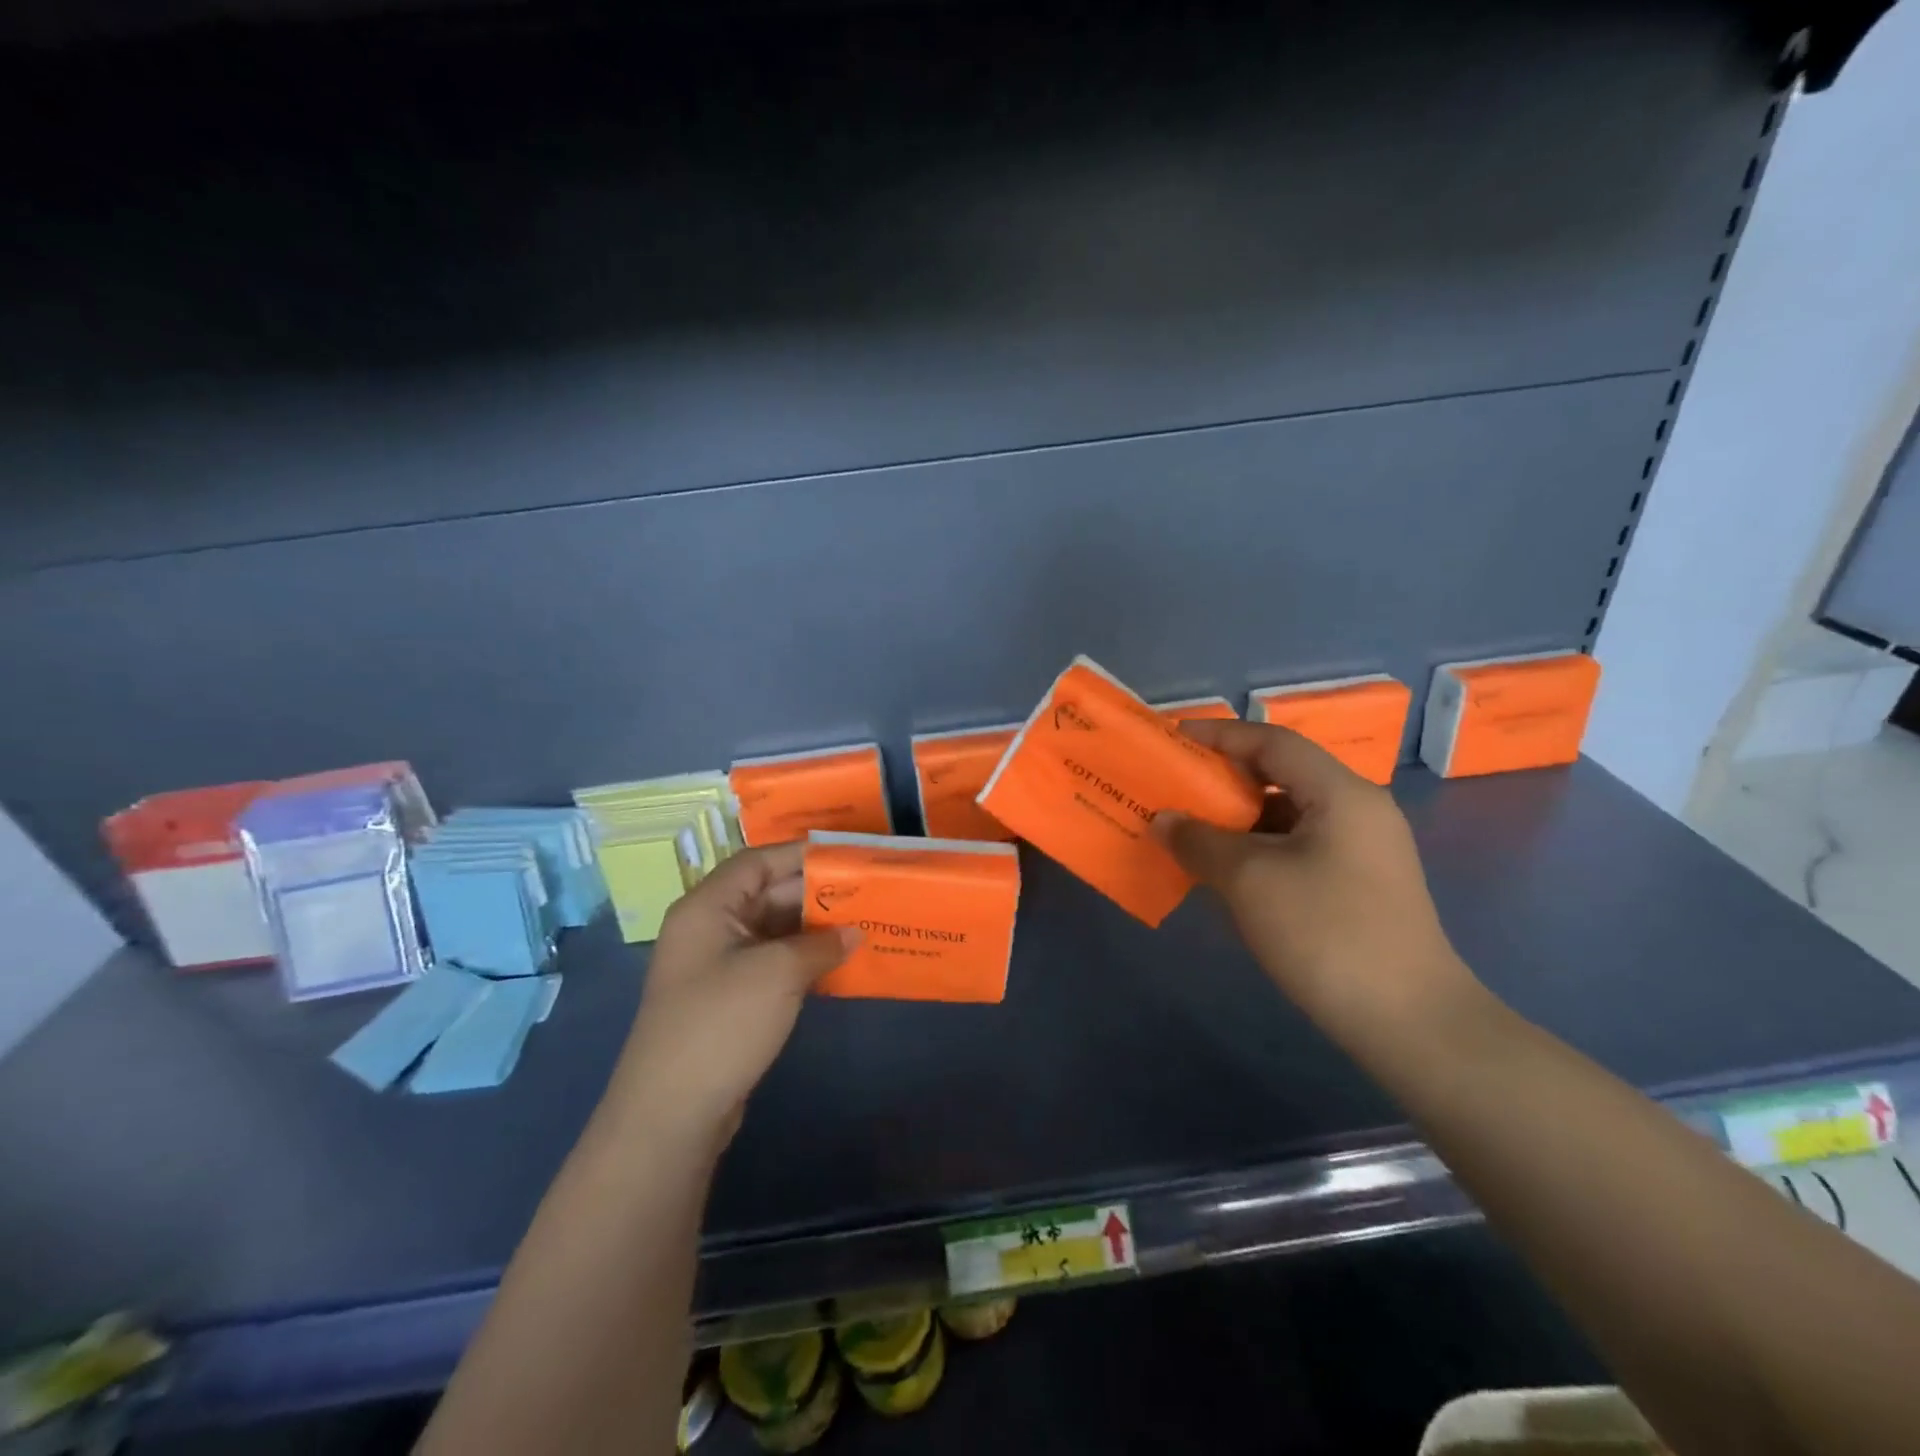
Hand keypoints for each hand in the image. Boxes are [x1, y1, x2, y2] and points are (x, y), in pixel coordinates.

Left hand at [609, 843, 856, 1148]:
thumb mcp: (778, 973)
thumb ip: (821, 944)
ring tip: (861, 924)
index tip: (848, 857)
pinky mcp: (729, 998)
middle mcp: (709, 928)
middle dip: (816, 894)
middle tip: (865, 894)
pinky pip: (771, 962)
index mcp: (708, 907)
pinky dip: (803, 959)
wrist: (672, 1112)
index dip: (802, 855)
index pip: (759, 861)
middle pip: (767, 894)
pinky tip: (839, 963)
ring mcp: (717, 965)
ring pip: (773, 930)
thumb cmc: (722, 1023)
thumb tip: (853, 933)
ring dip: (813, 929)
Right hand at [1153, 719, 1474, 1038]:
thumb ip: (1200, 841)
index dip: (1220, 735)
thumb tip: (1164, 820)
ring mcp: (1361, 851)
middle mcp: (1356, 810)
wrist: (1410, 1023)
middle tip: (1174, 787)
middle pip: (1281, 775)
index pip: (1273, 742)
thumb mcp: (1250, 880)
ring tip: (1188, 830)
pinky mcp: (1358, 885)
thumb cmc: (1327, 933)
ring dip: (1237, 819)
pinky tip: (1223, 872)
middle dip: (1223, 779)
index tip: (1174, 739)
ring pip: (1287, 815)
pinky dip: (1256, 850)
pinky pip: (1296, 848)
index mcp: (1340, 793)